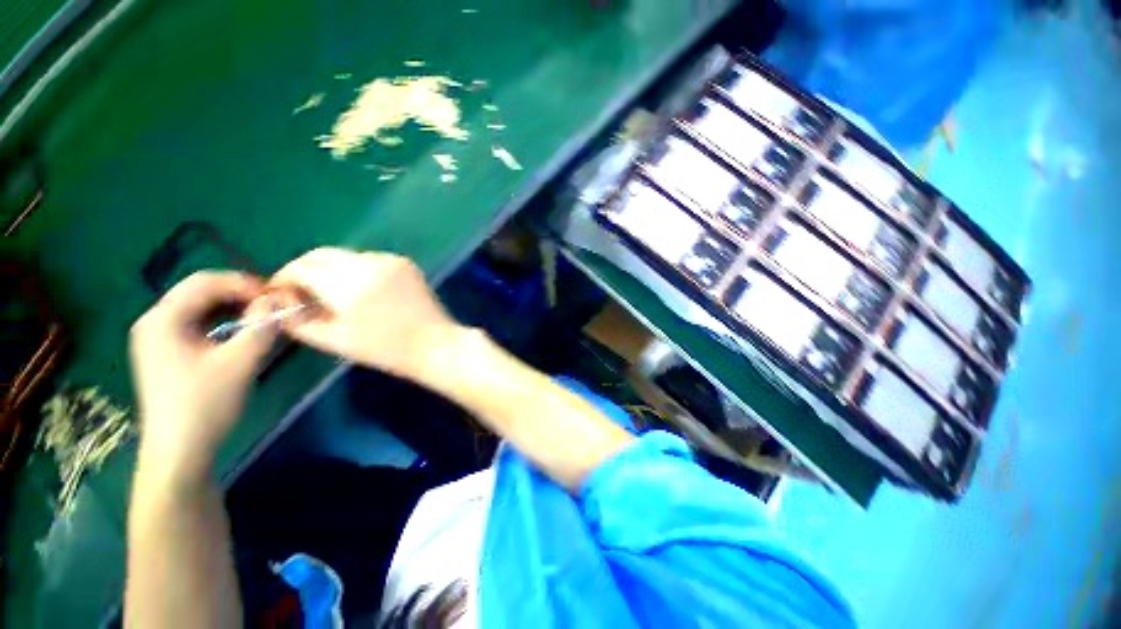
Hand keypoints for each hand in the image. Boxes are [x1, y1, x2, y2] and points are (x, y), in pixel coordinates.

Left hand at [130, 272, 276, 481]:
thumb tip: (277, 301)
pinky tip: (240, 332)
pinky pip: (195, 324)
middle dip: (239, 293)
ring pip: (198, 307)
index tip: (278, 294)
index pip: (206, 282)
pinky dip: (221, 322)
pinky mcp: (164, 352)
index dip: (245, 283)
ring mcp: (156, 338)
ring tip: (262, 317)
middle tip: (272, 304)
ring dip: (232, 307)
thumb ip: (262, 326)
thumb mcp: (241, 362)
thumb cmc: (205, 404)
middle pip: (199, 291)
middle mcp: (154, 321)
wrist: (179, 450)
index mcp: (163, 319)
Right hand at [272, 248, 459, 379]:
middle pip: (321, 255)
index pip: (302, 268)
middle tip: (300, 290)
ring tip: (332, 293)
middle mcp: (369, 264)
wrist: (435, 343)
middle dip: (304, 269)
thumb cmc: (386, 350)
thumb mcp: (335, 341)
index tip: (280, 292)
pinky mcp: (405, 262)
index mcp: (349, 285)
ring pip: (345, 256)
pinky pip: (369, 259)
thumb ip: (299, 321)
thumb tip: (280, 302)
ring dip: (331, 269)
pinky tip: (362, 289)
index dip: (284, 278)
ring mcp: (390, 260)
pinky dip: (356, 270)